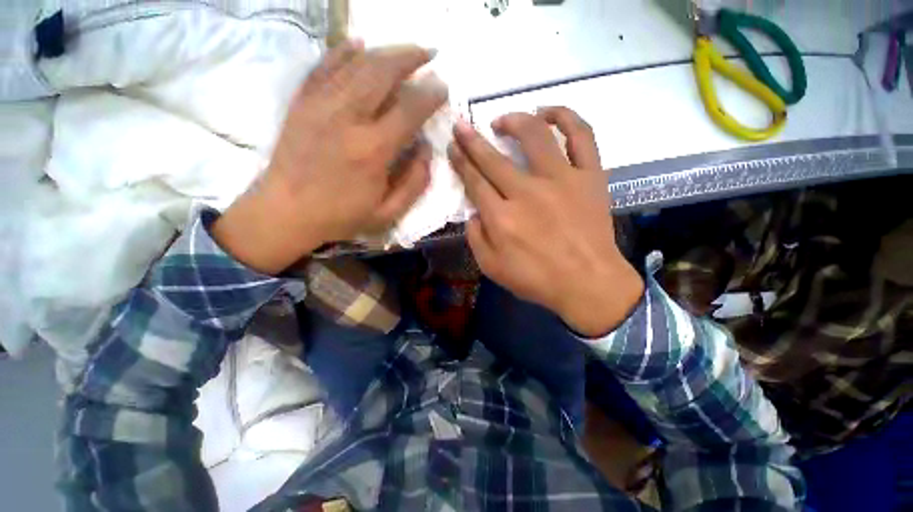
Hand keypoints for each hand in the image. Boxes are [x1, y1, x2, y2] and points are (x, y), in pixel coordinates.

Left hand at [213, 41, 447, 273]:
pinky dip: (344, 51)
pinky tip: (359, 43)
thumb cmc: (341, 216)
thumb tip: (426, 149)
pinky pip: (325, 65)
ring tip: (405, 50)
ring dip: (386, 52)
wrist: (286, 212)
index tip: (443, 88)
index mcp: (373, 150)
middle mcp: (347, 118)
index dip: (431, 95)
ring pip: (357, 63)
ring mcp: (320, 104)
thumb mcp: (388, 213)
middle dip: (411, 58)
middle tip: (429, 54)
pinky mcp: (302, 101)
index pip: (410, 109)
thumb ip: (415, 183)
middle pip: (383, 72)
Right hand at [449, 107, 643, 335]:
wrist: (588, 283)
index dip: (461, 161)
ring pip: (534, 135)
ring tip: (502, 120)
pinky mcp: (589, 176)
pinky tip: (549, 113)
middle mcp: (527, 192)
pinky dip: (565, 117)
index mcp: (502, 217)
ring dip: (514, 120)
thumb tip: (473, 212)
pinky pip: (581, 136)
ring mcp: (561, 180)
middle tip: (461, 125)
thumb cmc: (537, 280)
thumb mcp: (492, 268)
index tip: (453, 146)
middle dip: (472, 139)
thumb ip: (475, 238)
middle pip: (493, 157)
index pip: (474, 180)